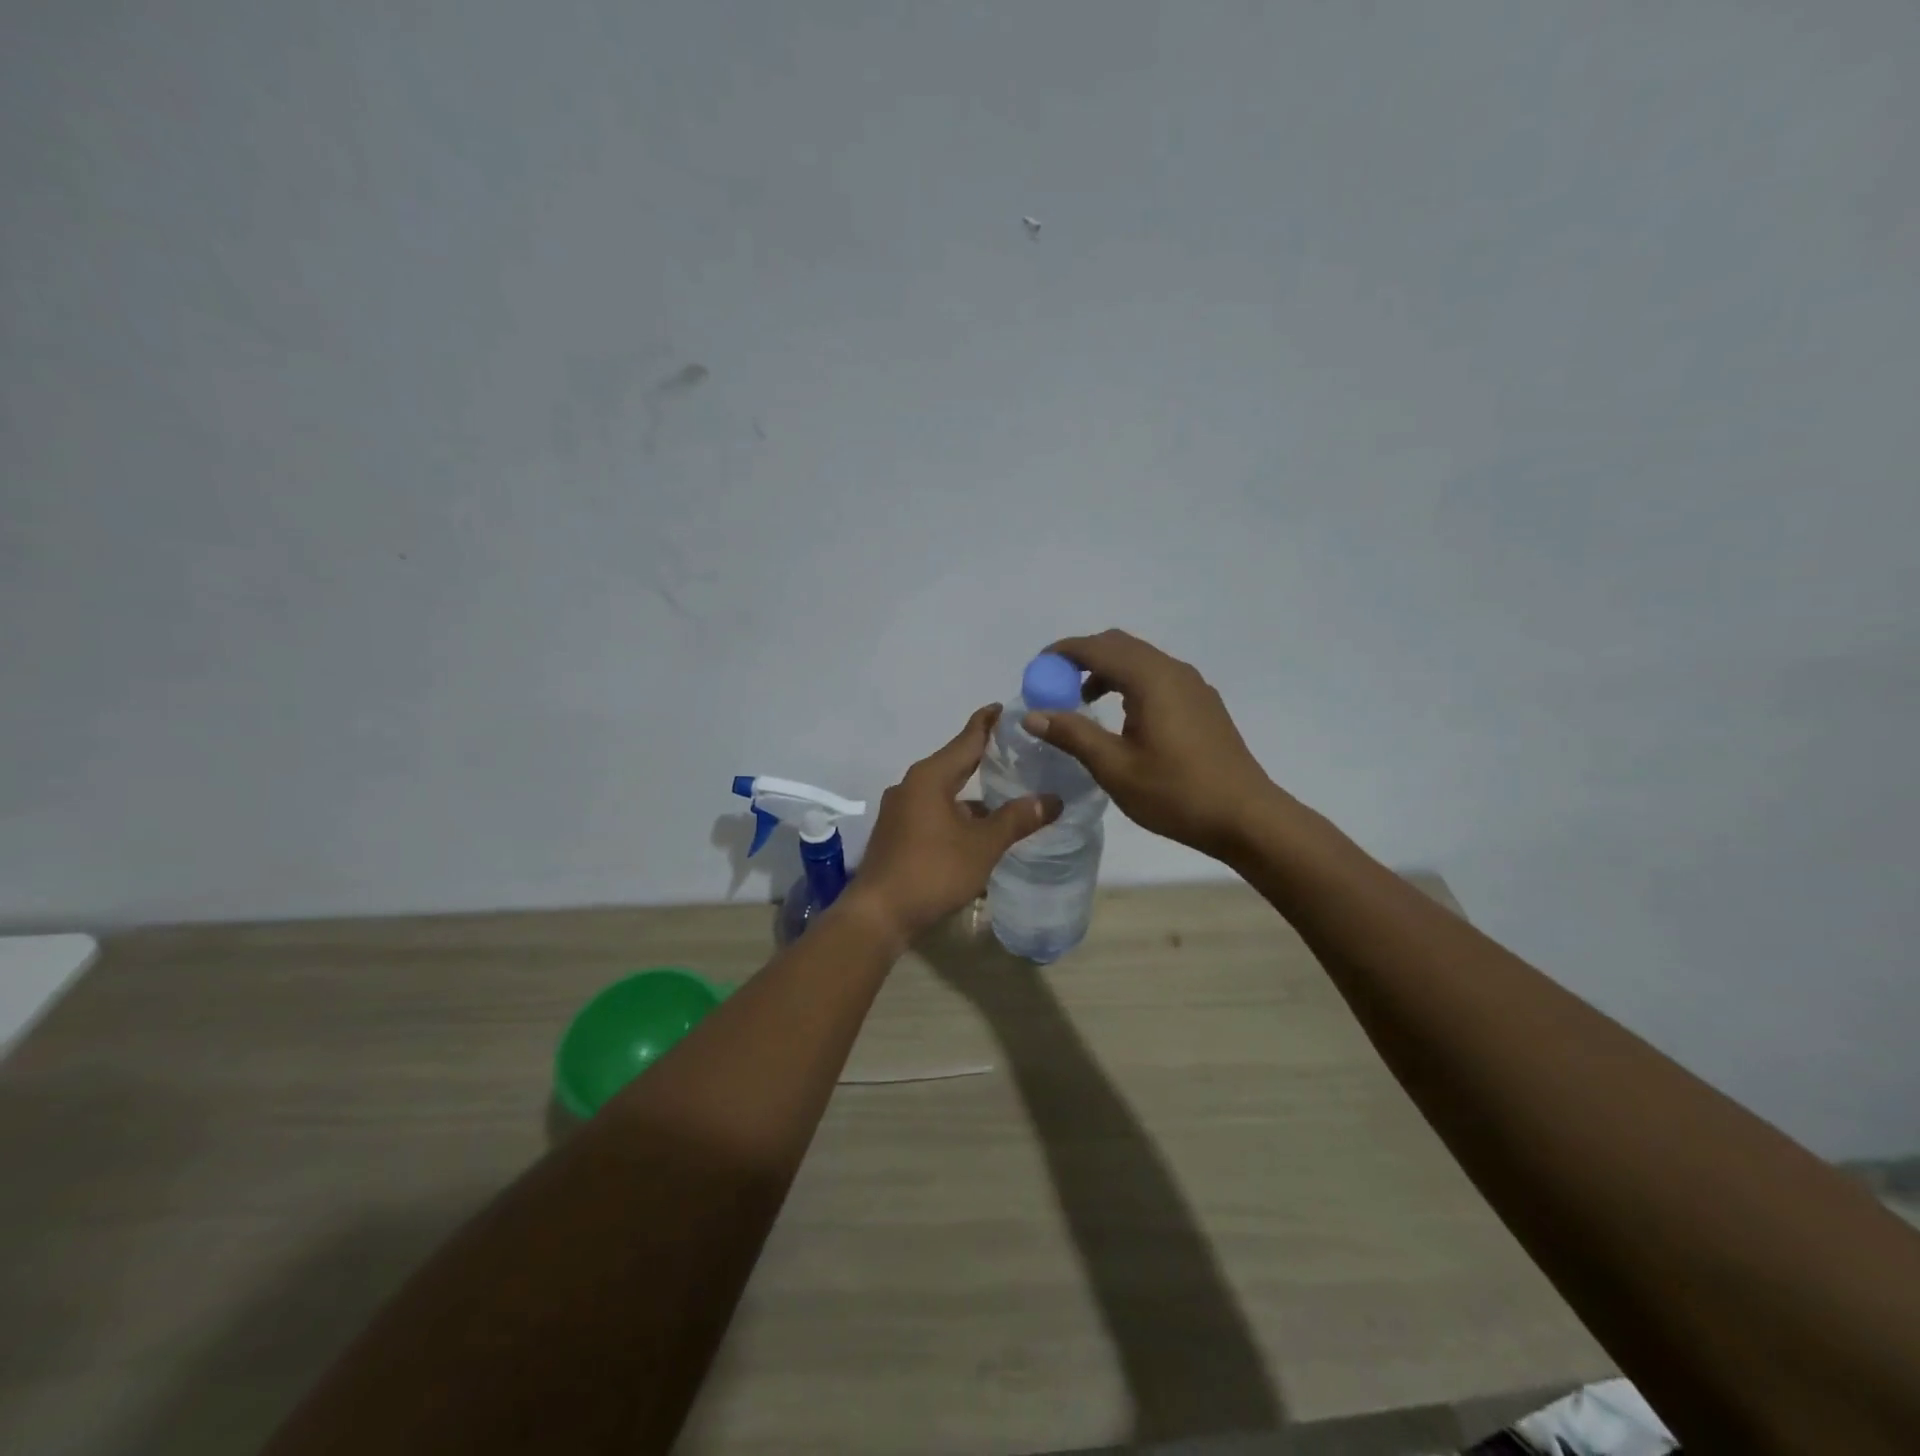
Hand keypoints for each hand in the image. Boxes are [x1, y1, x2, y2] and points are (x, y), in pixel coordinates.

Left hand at [847, 706, 1061, 945]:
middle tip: (1016, 747)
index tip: (1006, 707)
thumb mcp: (982, 845)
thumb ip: (1017, 819)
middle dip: (983, 755)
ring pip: (944, 790)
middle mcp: (912, 785)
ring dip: (972, 790)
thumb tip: (1052, 799)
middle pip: (954, 762)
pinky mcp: (898, 833)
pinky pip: (934, 811)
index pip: (966, 740)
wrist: (879, 914)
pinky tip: (980, 826)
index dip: (988, 723)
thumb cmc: (932, 870)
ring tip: (1006, 788)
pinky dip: (958, 811)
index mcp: (929, 777)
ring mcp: (901, 810)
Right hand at [1024, 629, 1285, 860]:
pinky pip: (1157, 677)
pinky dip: (1129, 683)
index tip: (1036, 670)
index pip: (1097, 648)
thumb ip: (1073, 735)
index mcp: (1151, 679)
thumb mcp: (1115, 768)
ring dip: (1106, 671)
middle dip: (1082, 659)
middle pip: (1119, 646)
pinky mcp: (1203, 704)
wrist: (1246, 817)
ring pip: (1140, 660)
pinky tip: (1123, 719)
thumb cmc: (1176, 793)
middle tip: (1055, 686)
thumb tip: (1033, 714)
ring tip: (1083, 704)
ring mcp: (1193, 686)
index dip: (1062, 654)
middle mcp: (1173, 671)